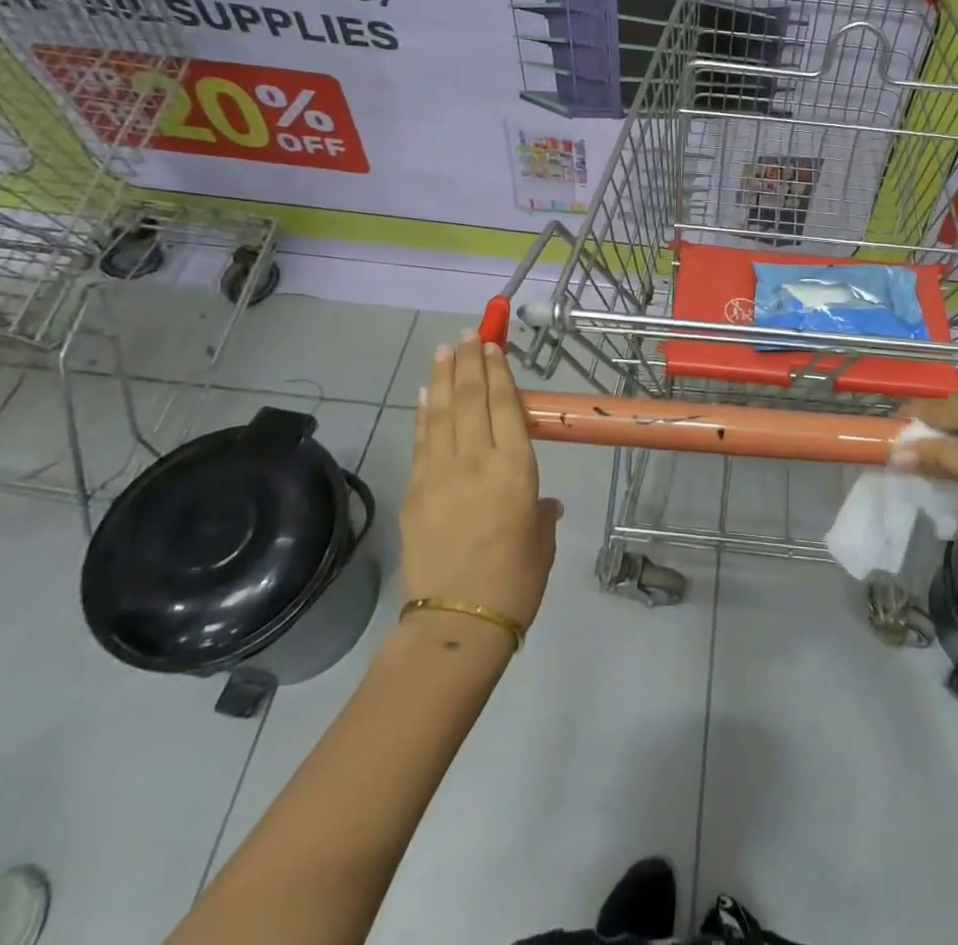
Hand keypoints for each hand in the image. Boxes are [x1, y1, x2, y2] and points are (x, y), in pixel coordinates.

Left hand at [402, 335, 561, 633]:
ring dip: (443, 377)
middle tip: (466, 334)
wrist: (458, 622)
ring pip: (442, 412)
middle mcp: (477, 460)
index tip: (492, 345)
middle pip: (471, 398)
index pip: (505, 405)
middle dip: (469, 362)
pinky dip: (424, 412)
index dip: (498, 372)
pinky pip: (422, 440)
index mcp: (516, 469)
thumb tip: (539, 504)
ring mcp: (440, 473)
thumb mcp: (542, 539)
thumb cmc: (517, 581)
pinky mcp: (415, 491)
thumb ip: (540, 512)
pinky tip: (425, 394)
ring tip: (443, 349)